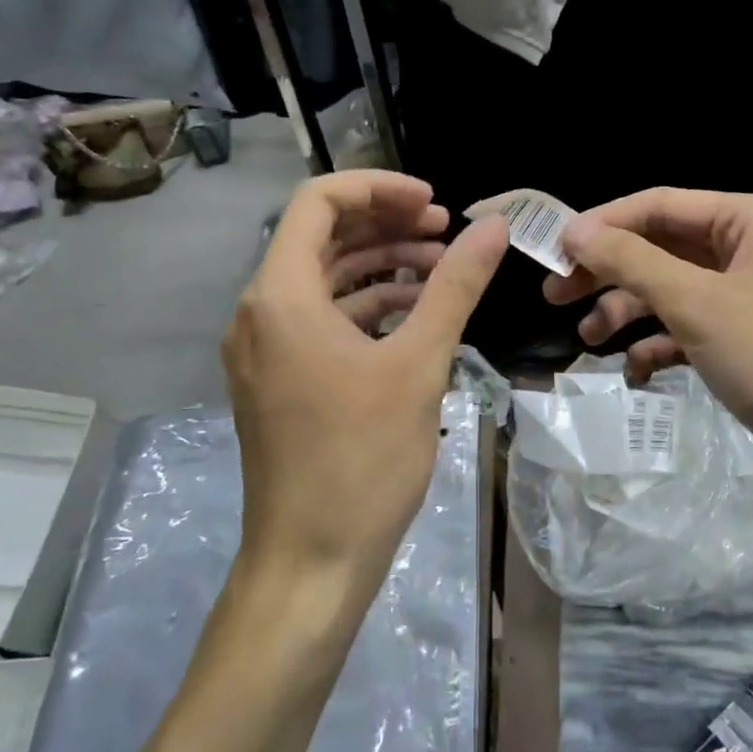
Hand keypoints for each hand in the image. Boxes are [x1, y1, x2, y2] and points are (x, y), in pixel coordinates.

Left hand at [223, 171, 507, 589]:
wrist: (311, 563)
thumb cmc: (362, 459)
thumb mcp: (419, 364)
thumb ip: (455, 286)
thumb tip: (493, 226)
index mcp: (280, 296)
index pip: (319, 202)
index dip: (379, 188)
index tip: (434, 203)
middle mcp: (259, 311)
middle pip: (321, 237)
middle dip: (386, 224)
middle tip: (446, 230)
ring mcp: (265, 348)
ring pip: (324, 279)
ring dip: (380, 266)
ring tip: (441, 268)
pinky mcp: (278, 378)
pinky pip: (321, 320)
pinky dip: (366, 307)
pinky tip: (415, 314)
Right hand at [544, 188, 752, 482]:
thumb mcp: (694, 302)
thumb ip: (630, 260)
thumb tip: (574, 230)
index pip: (662, 204)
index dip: (605, 224)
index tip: (555, 249)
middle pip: (664, 248)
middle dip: (610, 272)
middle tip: (556, 295)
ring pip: (674, 290)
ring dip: (629, 311)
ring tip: (589, 339)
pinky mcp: (751, 340)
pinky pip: (692, 327)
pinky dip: (660, 343)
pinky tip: (634, 370)